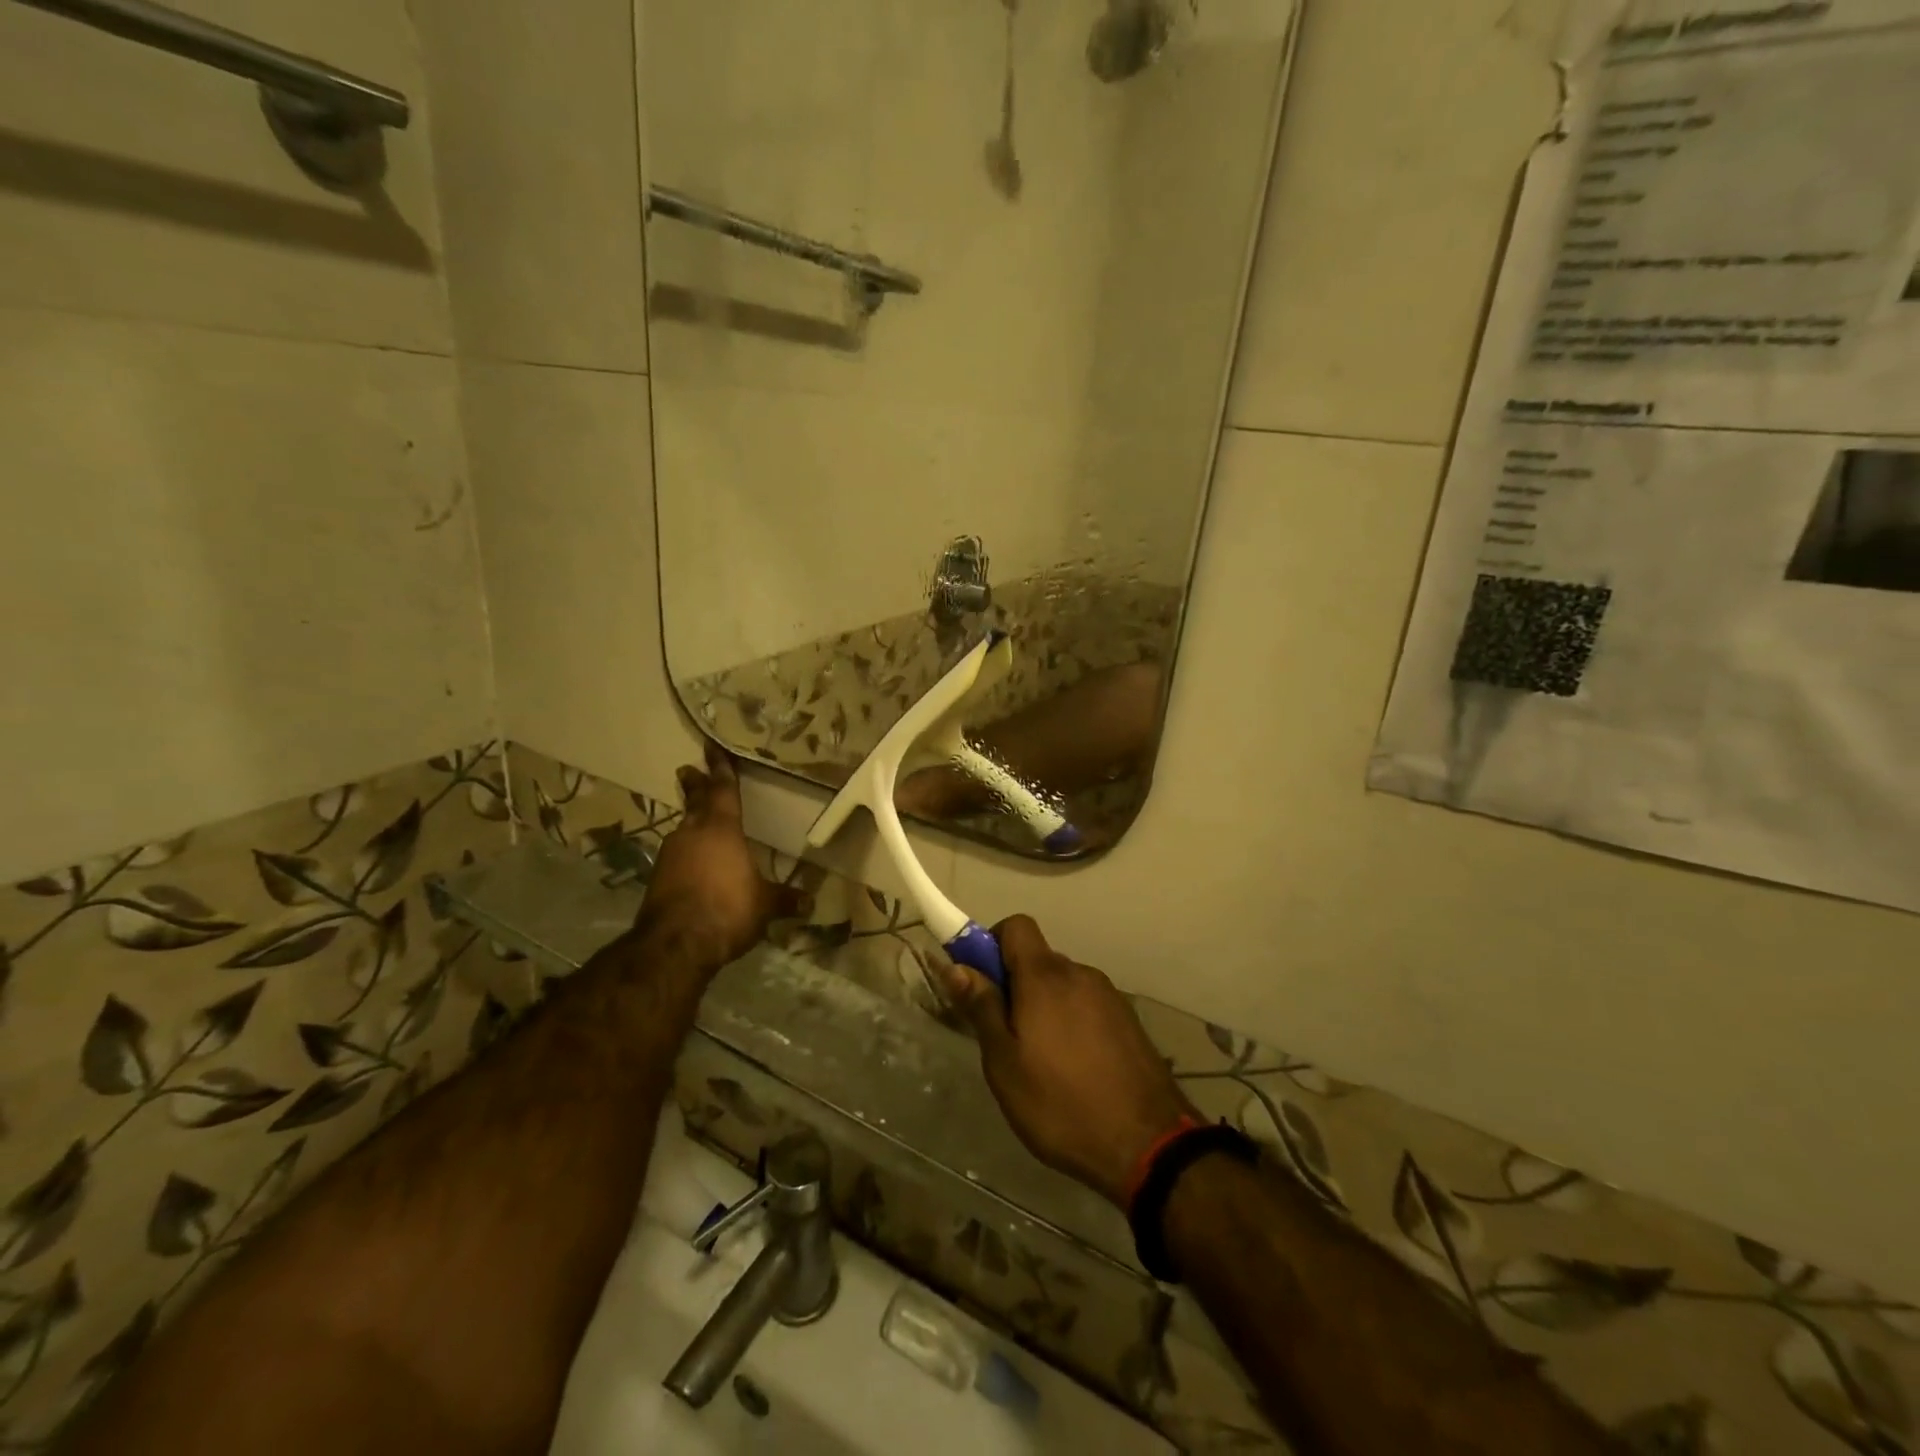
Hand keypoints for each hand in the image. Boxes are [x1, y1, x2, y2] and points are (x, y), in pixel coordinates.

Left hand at [636, 741, 801, 970]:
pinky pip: (676, 854)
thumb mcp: (765, 905)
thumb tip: (809, 902)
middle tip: (689, 770)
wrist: (676, 944)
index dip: (721, 769)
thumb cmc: (728, 909)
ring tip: (697, 819)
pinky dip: (685, 851)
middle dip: (696, 785)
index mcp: (721, 829)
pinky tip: (692, 862)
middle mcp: (692, 833)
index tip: (712, 748)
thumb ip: (785, 899)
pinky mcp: (658, 878)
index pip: (723, 790)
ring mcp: (670, 855)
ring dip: (690, 820)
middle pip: (696, 802)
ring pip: (683, 828)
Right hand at [938, 916, 1196, 1207]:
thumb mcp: (1005, 1063)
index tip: (981, 984)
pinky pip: (1087, 1006)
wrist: (1148, 1145)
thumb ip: (982, 1008)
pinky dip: (1073, 1023)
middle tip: (1005, 1036)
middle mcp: (1080, 973)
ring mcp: (1109, 996)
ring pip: (1063, 985)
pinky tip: (1075, 1069)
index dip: (991, 945)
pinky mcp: (1129, 1021)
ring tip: (1041, 1062)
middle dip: (1016, 986)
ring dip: (1045, 1007)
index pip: (1015, 926)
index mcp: (1045, 976)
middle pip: (1038, 959)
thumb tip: (956, 966)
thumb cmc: (1061, 1104)